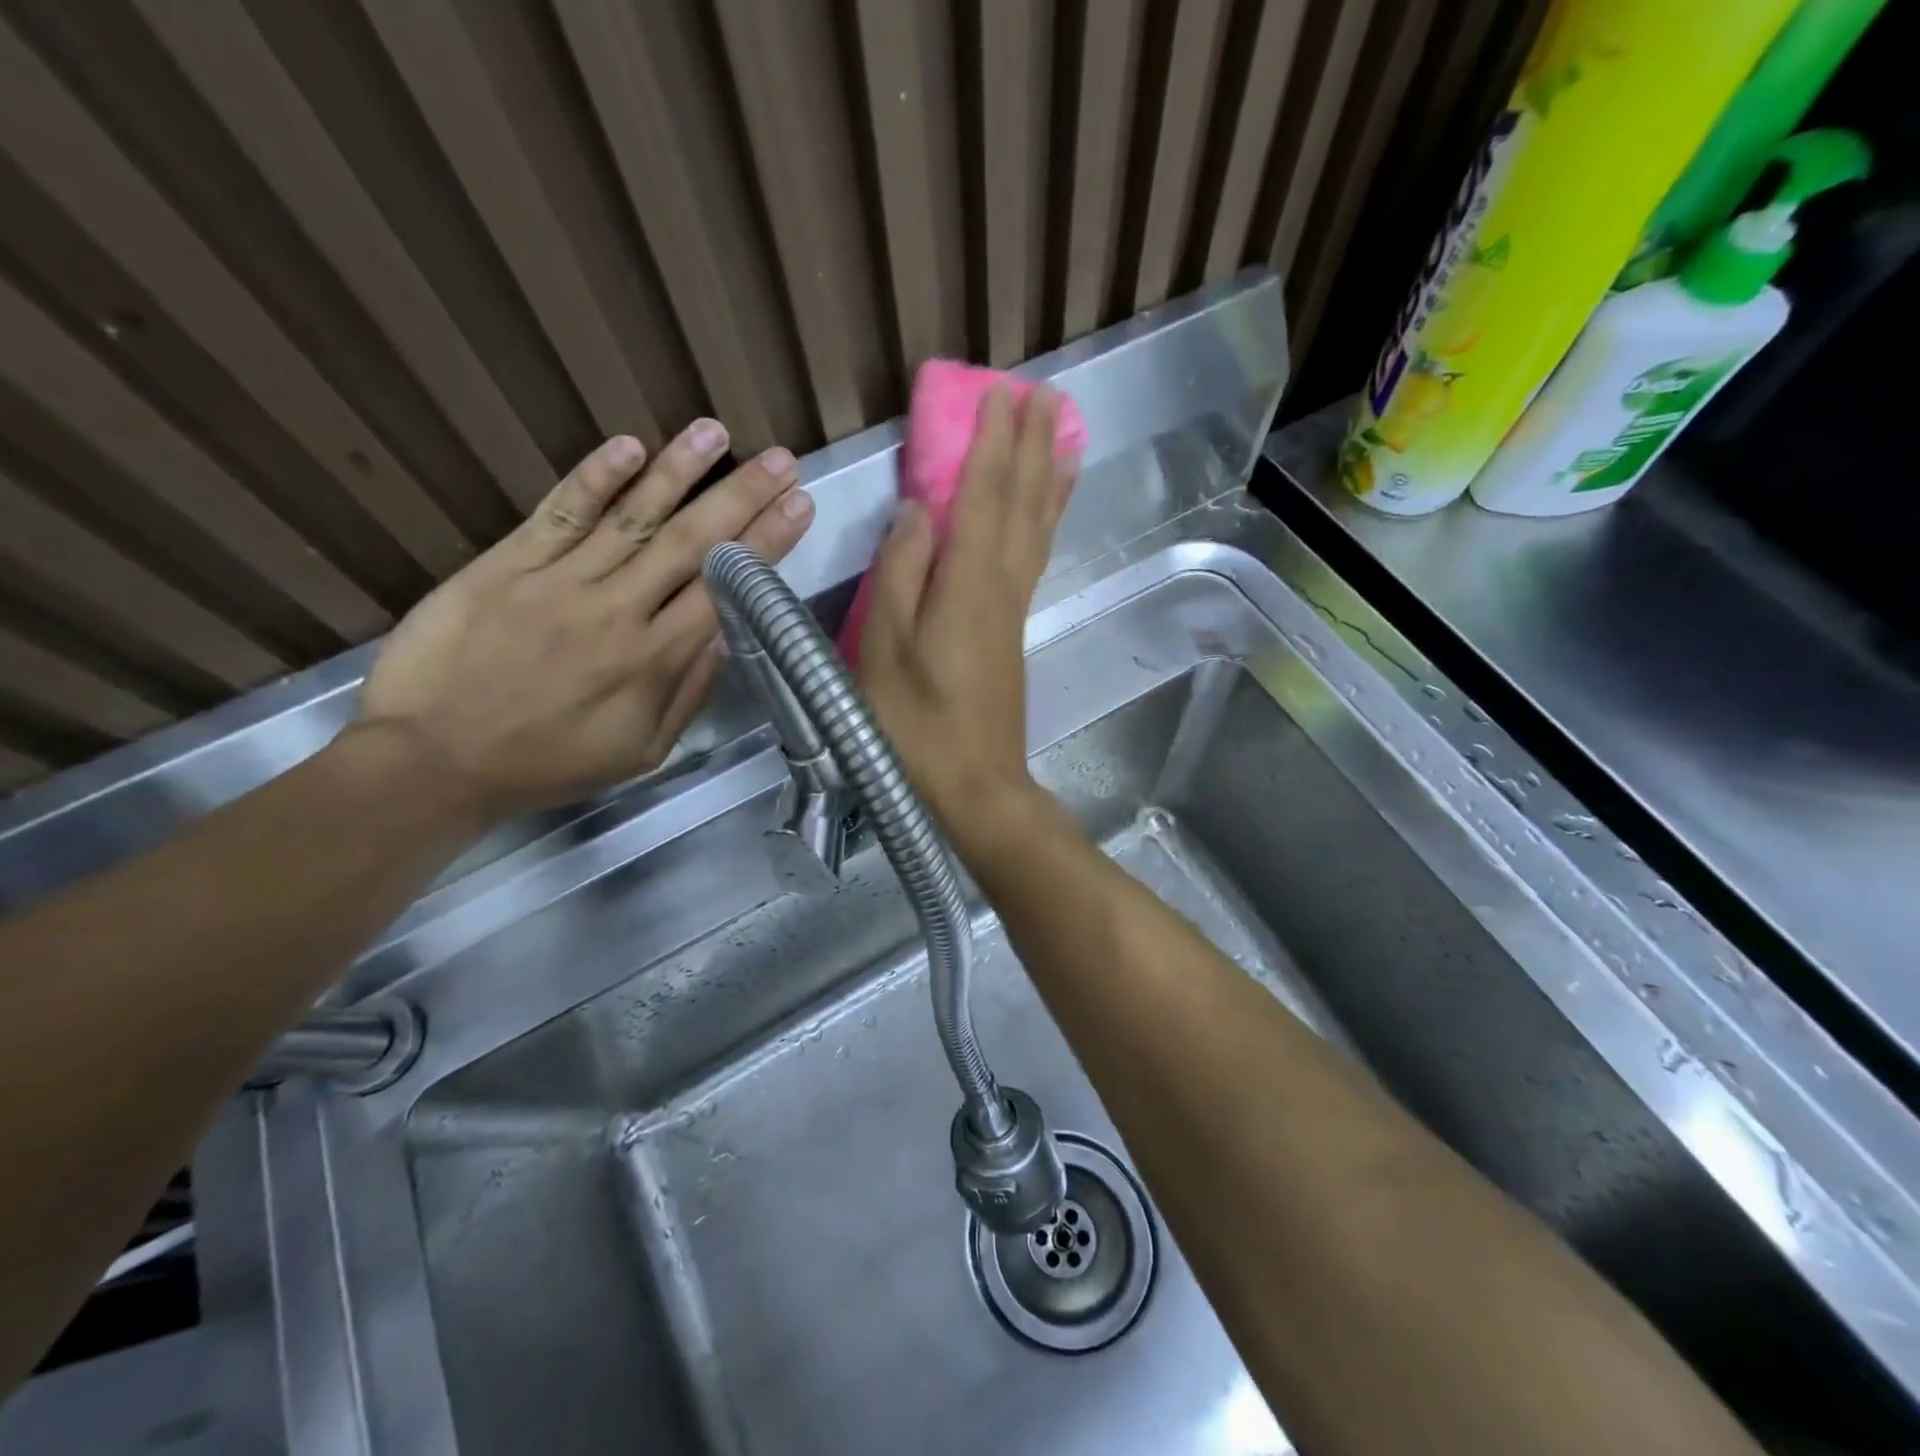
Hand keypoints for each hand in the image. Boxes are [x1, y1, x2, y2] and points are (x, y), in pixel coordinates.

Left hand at [358, 422, 813, 819]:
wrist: (434, 759)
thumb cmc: (549, 763)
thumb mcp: (641, 752)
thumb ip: (689, 694)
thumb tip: (726, 637)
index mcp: (652, 660)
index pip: (722, 588)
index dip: (766, 543)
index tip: (799, 506)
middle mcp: (616, 610)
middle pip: (689, 542)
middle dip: (741, 496)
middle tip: (780, 459)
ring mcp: (560, 580)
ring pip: (631, 517)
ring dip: (678, 471)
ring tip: (715, 431)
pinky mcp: (508, 564)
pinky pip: (560, 512)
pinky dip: (594, 478)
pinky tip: (628, 446)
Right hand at [857, 386, 1077, 859]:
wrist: (974, 786)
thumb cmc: (915, 723)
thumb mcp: (885, 648)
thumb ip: (900, 572)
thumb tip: (921, 509)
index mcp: (969, 583)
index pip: (986, 495)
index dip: (994, 442)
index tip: (1003, 392)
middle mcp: (1002, 586)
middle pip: (1023, 504)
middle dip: (1032, 446)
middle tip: (1046, 394)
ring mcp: (1013, 610)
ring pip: (1038, 529)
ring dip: (1048, 478)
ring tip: (1062, 436)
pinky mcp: (1012, 631)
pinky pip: (1034, 558)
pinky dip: (1043, 523)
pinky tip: (1043, 512)